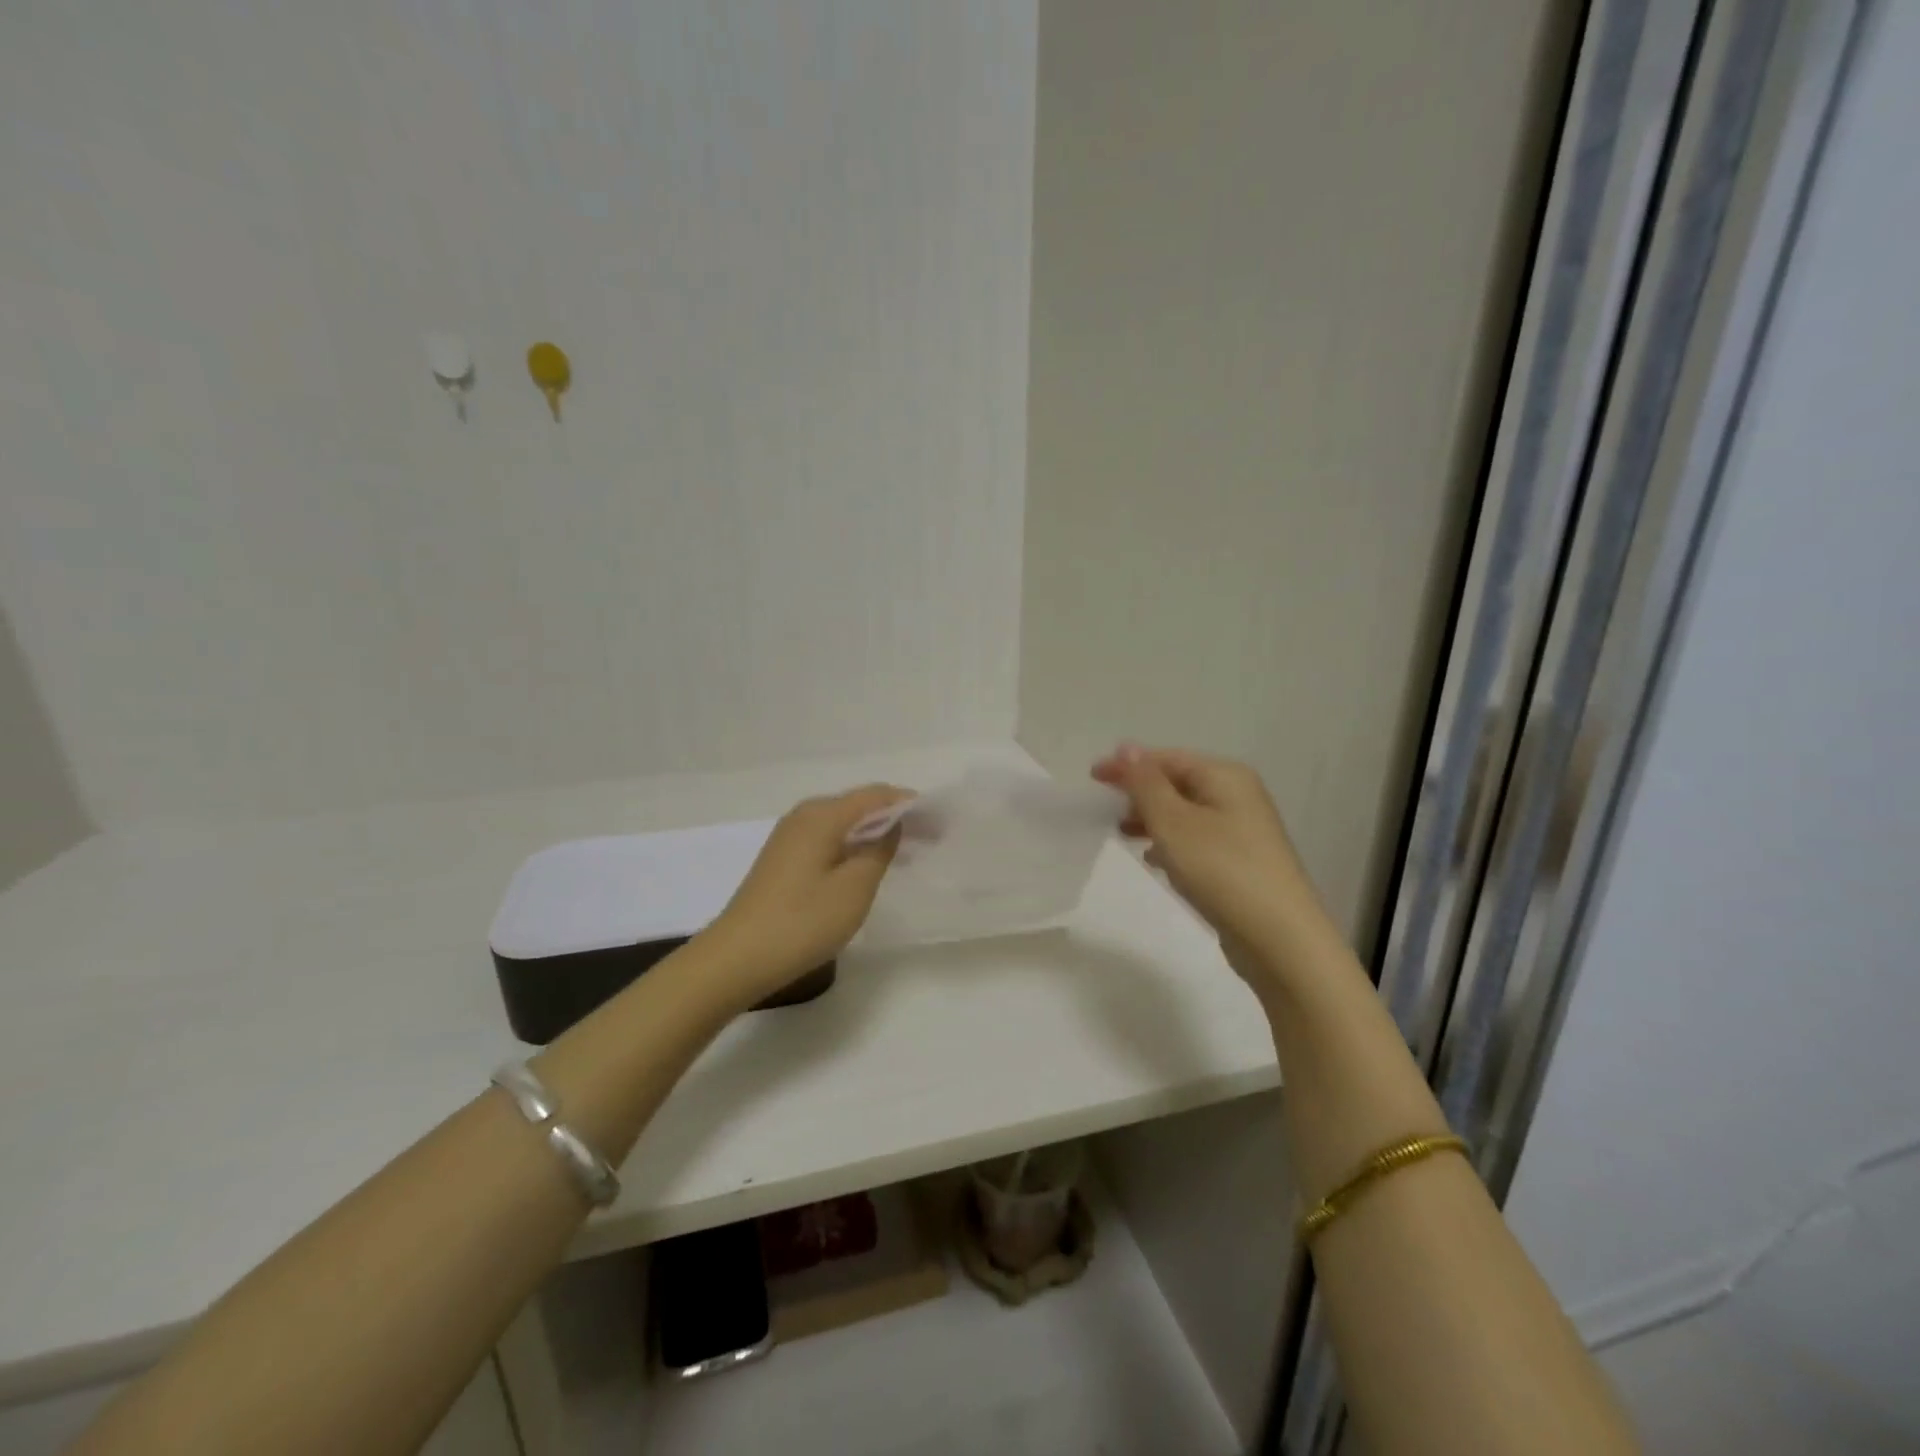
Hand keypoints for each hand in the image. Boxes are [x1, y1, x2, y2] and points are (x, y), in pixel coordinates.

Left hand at [704, 784, 912, 1002]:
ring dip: (875, 833)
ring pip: (843, 823)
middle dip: (896, 817)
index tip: (941, 823)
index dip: (911, 804)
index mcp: (822, 815)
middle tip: (930, 839)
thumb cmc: (802, 922)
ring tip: (906, 852)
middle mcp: (804, 815)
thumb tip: (892, 824)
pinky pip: (829, 839)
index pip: (877, 795)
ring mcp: (790, 836)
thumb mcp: (854, 888)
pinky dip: (854, 845)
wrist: (737, 958)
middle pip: (859, 805)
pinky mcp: (783, 858)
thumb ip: (880, 849)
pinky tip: (867, 866)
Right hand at [1092, 745, 1327, 973]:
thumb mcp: (1173, 822)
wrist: (1279, 938)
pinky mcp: (1242, 862)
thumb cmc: (1221, 870)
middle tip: (1107, 810)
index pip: (1167, 758)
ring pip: (1186, 813)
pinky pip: (1197, 839)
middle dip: (1141, 793)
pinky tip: (1156, 861)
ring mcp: (1243, 830)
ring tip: (1124, 835)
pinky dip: (1172, 843)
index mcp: (1225, 776)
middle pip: (1178, 783)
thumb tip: (1127, 748)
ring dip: (1153, 819)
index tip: (1092, 777)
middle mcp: (1238, 796)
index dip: (1128, 765)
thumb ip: (1145, 783)